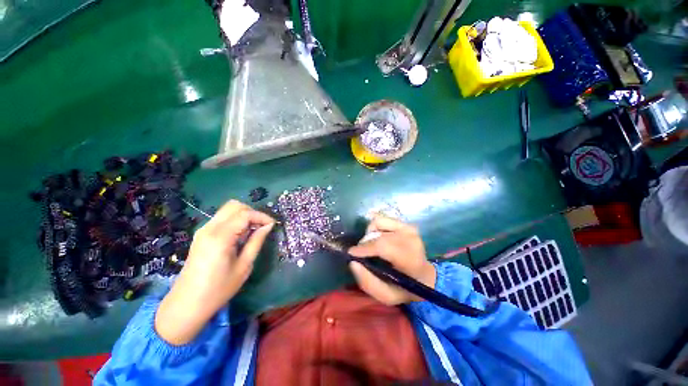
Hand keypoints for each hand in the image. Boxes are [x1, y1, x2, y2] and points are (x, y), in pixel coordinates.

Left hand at [155, 200, 274, 344]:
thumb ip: (256, 242)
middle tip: (262, 226)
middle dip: (252, 212)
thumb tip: (268, 226)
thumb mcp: (244, 266)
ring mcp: (203, 231)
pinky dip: (235, 221)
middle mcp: (209, 229)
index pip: (245, 214)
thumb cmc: (218, 289)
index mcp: (220, 237)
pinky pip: (222, 219)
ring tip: (253, 231)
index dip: (262, 216)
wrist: (186, 305)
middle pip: (234, 206)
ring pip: (227, 210)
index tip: (272, 224)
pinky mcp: (201, 235)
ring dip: (244, 216)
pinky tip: (241, 235)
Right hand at [348, 214, 435, 305]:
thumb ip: (368, 282)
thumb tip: (352, 262)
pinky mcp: (405, 223)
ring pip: (378, 223)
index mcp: (410, 259)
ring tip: (371, 246)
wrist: (425, 276)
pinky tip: (377, 238)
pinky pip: (382, 219)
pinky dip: (375, 228)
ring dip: (370, 234)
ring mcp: (409, 229)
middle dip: (365, 243)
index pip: (383, 246)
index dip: (364, 248)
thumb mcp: (387, 296)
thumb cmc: (405, 288)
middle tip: (361, 254)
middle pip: (378, 235)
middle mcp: (411, 239)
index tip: (351, 253)